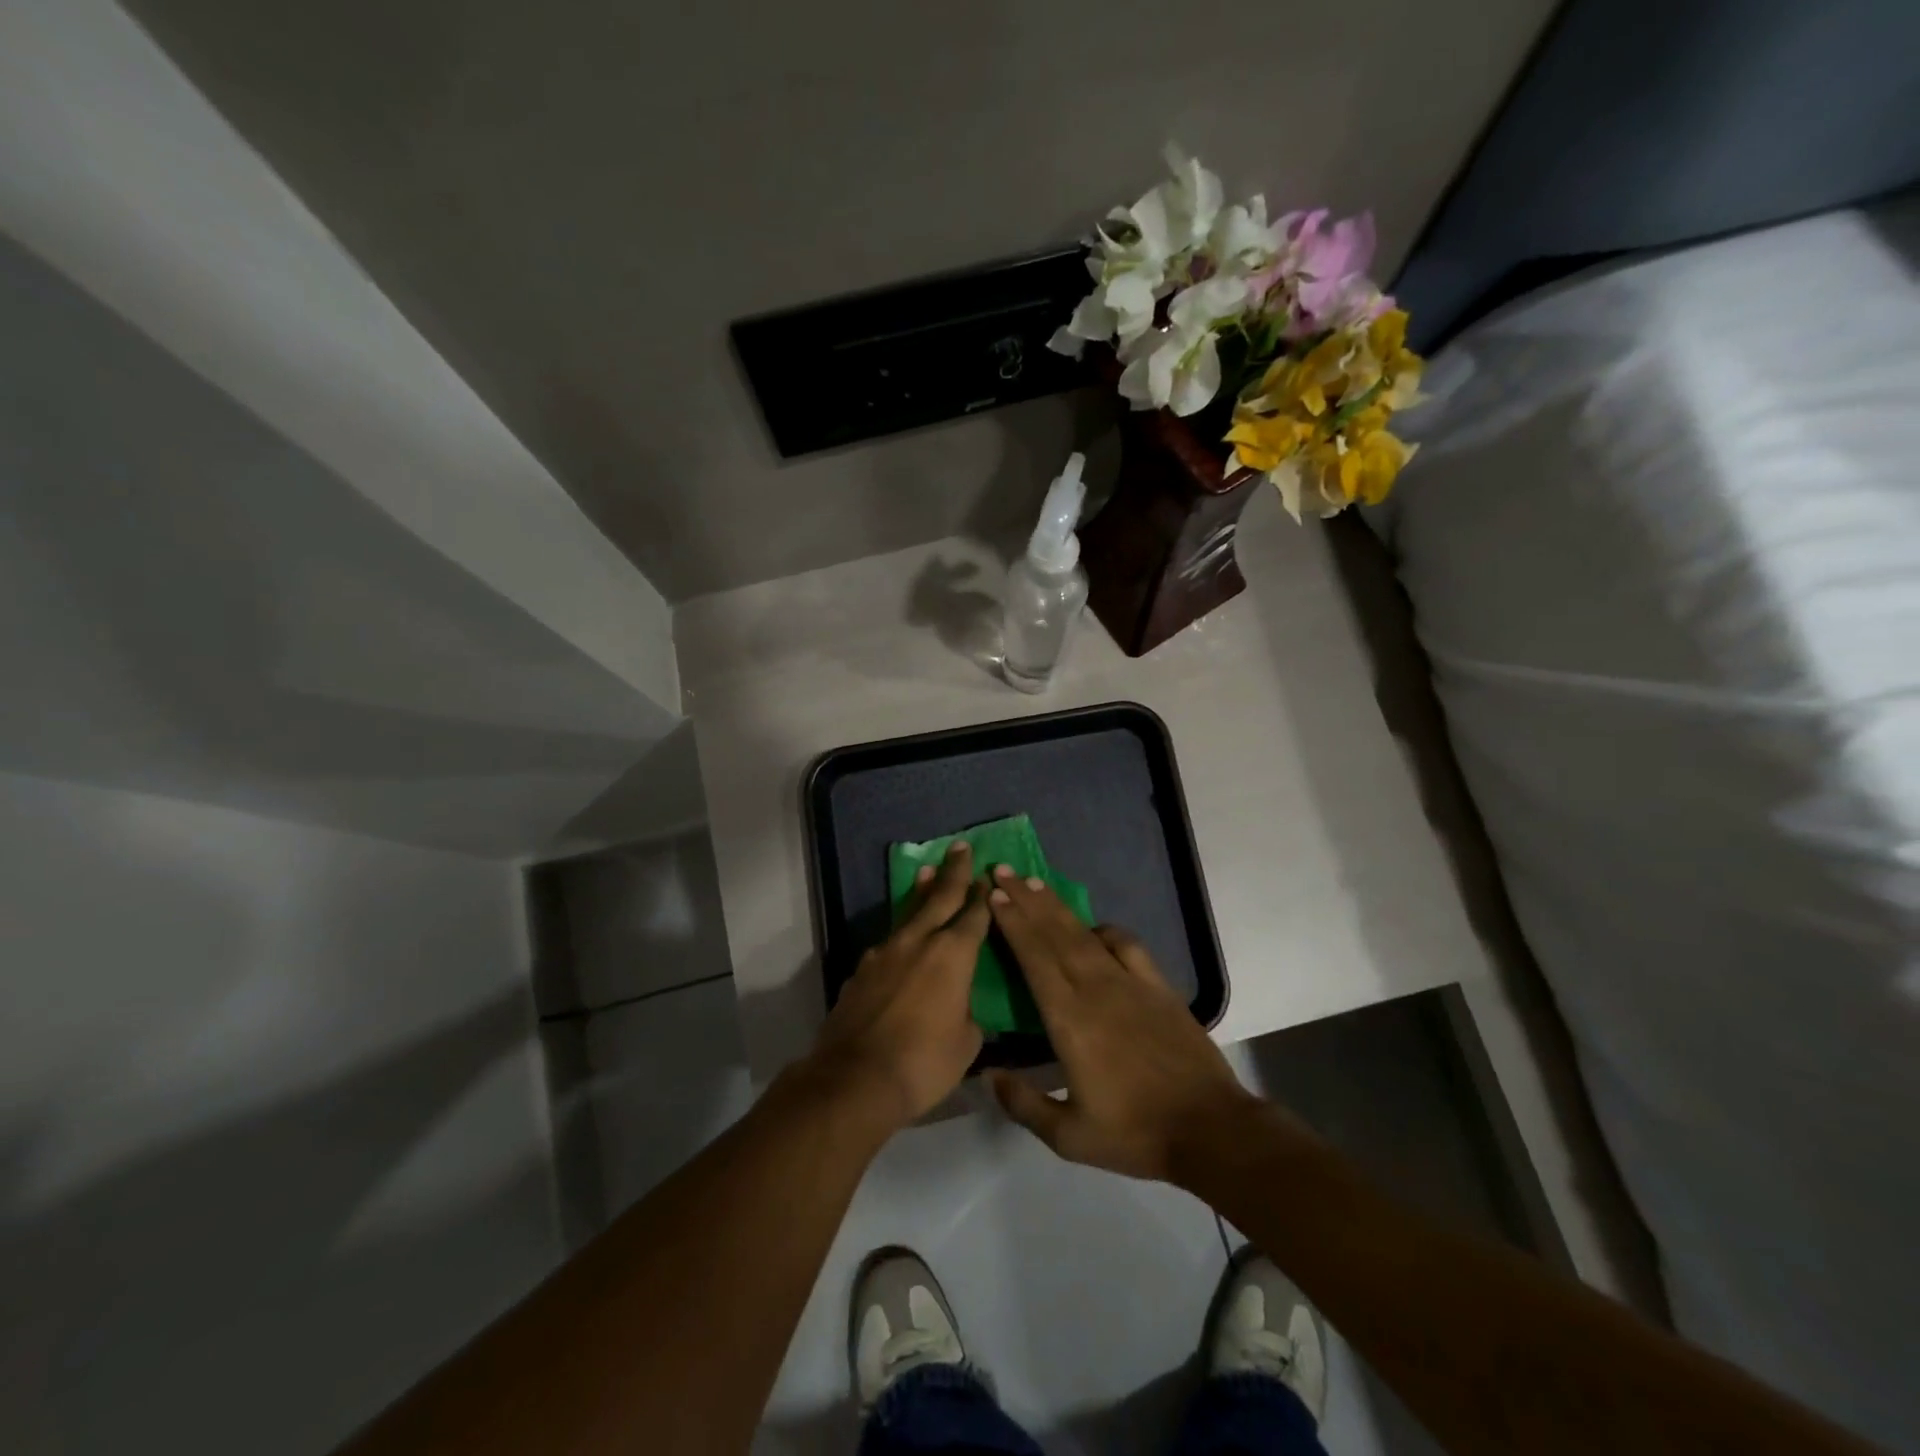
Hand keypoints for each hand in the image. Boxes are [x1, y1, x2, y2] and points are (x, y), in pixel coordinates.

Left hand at [804, 842, 988, 1129]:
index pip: (974, 915)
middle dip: (954, 871)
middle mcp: (919, 941)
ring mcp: (885, 952)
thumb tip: (960, 1007)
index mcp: (953, 954)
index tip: (988, 875)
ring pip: (909, 914)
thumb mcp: (966, 1043)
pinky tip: (901, 941)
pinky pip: (889, 943)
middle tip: (961, 847)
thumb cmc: (923, 1062)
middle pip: (940, 897)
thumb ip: (967, 1014)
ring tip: (927, 873)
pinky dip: (901, 933)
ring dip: (921, 892)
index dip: (983, 895)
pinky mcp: (861, 969)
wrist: (855, 1079)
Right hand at [983, 868, 1260, 1182]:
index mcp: (1069, 1019)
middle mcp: (1095, 989)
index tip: (993, 895)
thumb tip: (988, 1075)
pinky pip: (1128, 945)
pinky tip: (1096, 927)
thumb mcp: (1069, 1137)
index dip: (1012, 922)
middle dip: (1026, 899)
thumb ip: (1023, 1104)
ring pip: (1085, 933)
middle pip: (1054, 933)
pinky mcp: (1158, 987)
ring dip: (1057, 906)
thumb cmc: (1134, 1133)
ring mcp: (1130, 983)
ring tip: (1035, 883)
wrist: (1209, 1128)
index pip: (1034, 958)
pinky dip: (1107, 930)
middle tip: (1002, 870)